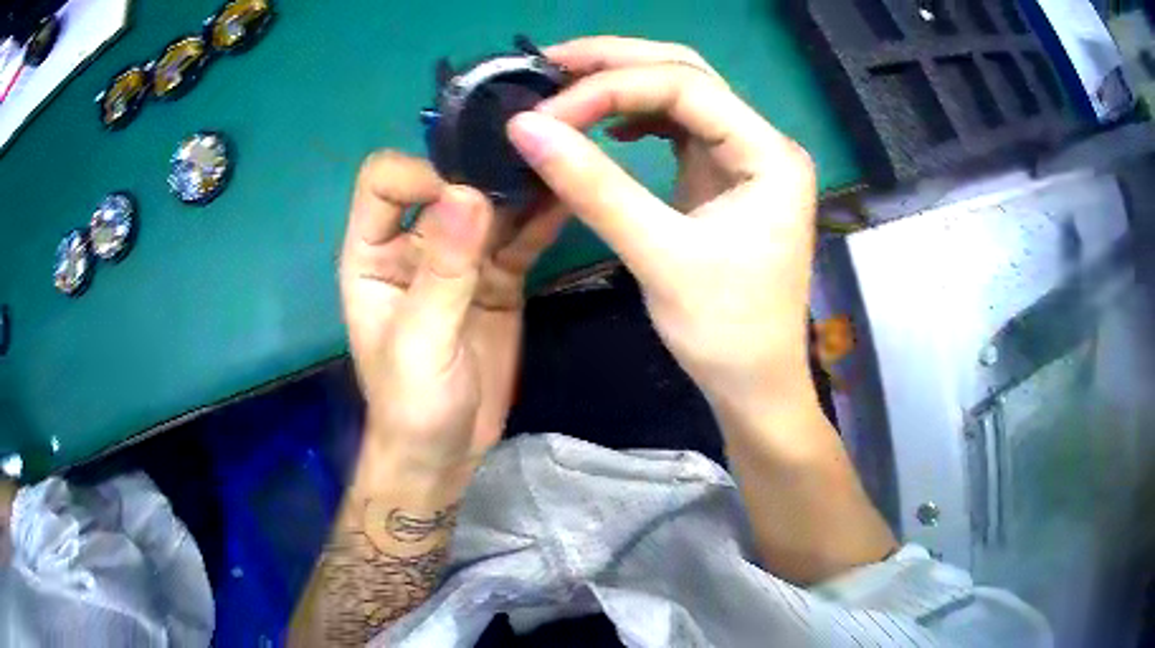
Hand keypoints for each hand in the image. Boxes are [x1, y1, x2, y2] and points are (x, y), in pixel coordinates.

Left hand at [339, 152, 566, 472]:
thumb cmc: (412, 406)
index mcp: (373, 254)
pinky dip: (542, 221)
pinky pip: (520, 238)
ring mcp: (459, 259)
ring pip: (489, 206)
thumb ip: (442, 272)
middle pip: (444, 182)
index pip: (385, 183)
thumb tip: (467, 193)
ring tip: (563, 169)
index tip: (472, 188)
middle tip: (533, 156)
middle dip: (483, 168)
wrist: (446, 453)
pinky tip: (570, 202)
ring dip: (521, 189)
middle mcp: (414, 244)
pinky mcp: (497, 277)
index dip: (423, 173)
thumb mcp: (420, 344)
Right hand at [508, 37, 817, 414]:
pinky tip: (607, 128)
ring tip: (564, 88)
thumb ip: (593, 187)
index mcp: (768, 153)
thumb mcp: (659, 256)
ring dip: (622, 86)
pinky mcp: (723, 178)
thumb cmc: (724, 331)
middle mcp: (763, 142)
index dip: (611, 87)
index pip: (685, 86)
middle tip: (549, 63)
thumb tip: (524, 127)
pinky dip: (637, 120)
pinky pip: (678, 129)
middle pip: (686, 74)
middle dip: (616, 63)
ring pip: (680, 96)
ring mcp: (744, 158)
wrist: (755, 384)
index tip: (547, 112)